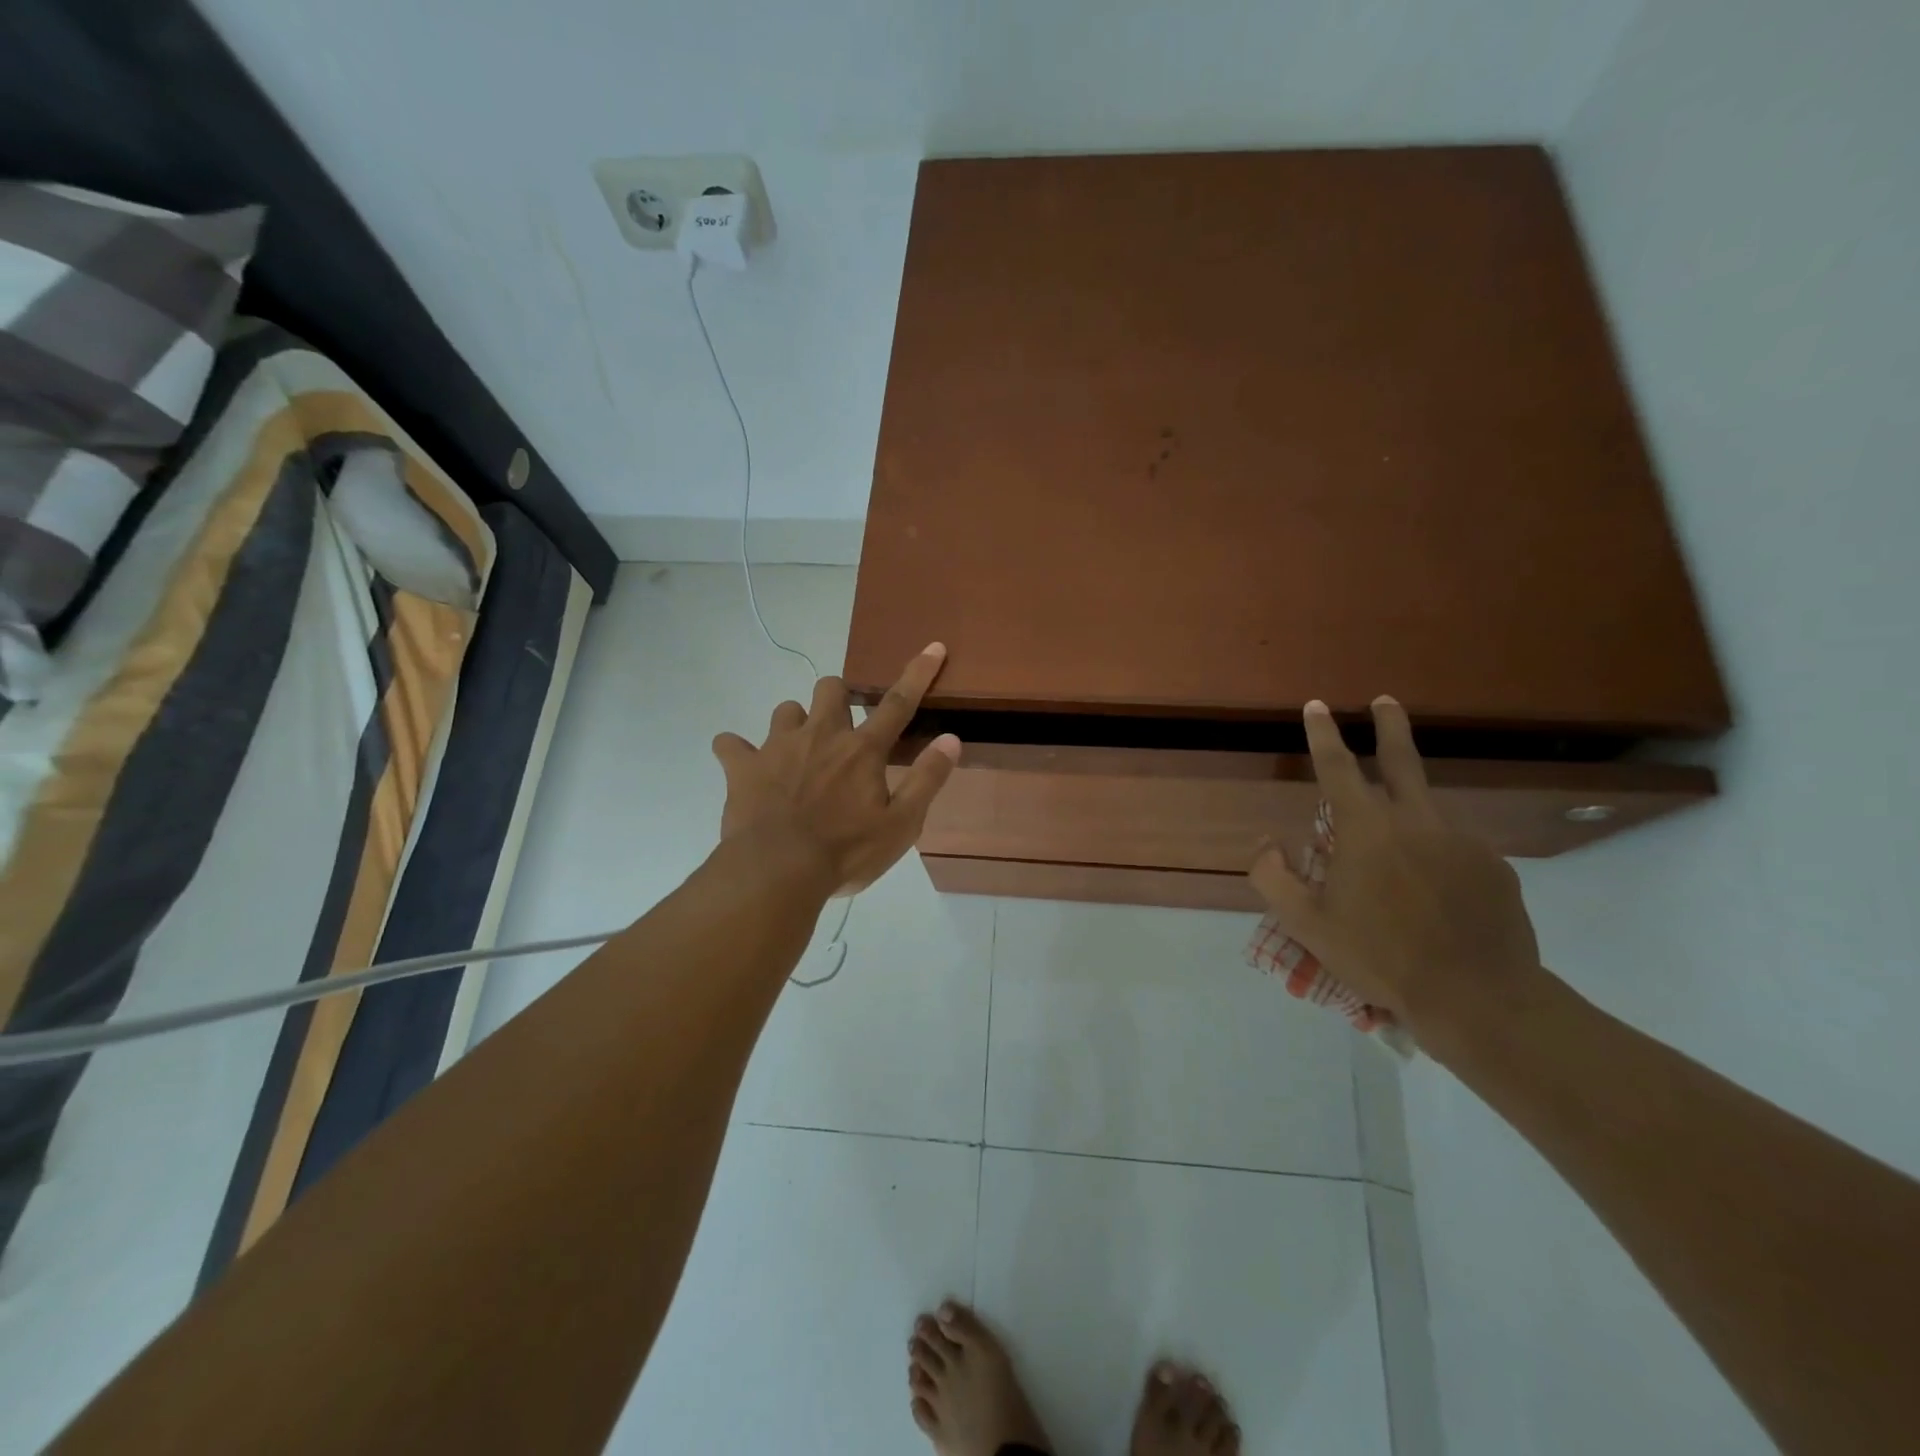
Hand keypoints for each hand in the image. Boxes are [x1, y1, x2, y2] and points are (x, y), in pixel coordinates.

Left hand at [711, 644, 961, 894]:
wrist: (777, 871)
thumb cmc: (846, 852)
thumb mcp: (901, 825)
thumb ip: (927, 779)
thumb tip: (951, 739)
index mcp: (862, 750)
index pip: (898, 702)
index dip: (918, 673)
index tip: (933, 646)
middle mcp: (821, 735)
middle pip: (831, 688)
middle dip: (839, 697)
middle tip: (841, 727)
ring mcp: (778, 747)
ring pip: (786, 710)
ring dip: (795, 723)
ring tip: (796, 752)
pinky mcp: (743, 766)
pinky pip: (730, 743)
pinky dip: (738, 751)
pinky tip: (744, 766)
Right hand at [1249, 697, 1546, 1047]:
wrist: (1477, 998)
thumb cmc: (1380, 956)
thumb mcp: (1306, 925)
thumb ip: (1272, 877)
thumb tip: (1267, 843)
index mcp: (1367, 830)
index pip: (1337, 768)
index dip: (1322, 734)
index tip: (1316, 706)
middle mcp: (1417, 822)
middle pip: (1403, 760)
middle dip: (1390, 725)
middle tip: (1385, 701)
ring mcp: (1463, 842)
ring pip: (1427, 815)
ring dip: (1409, 818)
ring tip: (1398, 870)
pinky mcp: (1496, 867)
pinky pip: (1457, 852)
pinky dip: (1439, 863)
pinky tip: (1436, 899)